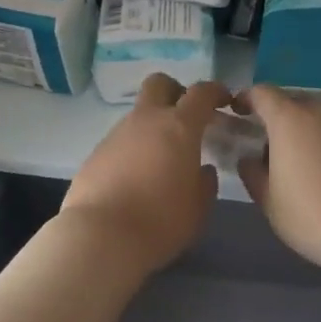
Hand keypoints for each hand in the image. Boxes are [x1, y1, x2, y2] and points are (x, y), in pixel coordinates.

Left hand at [57, 76, 231, 279]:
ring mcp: (117, 134)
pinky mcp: (95, 153)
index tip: (225, 100)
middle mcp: (146, 120)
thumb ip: (205, 183)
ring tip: (160, 160)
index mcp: (179, 127)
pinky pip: (120, 140)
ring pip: (138, 114)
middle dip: (175, 91)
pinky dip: (132, 150)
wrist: (100, 237)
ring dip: (152, 126)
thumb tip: (202, 170)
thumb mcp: (198, 208)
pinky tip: (135, 178)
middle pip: (159, 83)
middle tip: (186, 116)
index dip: (216, 91)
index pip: (201, 93)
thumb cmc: (161, 221)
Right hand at [237, 85, 320, 276]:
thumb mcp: (270, 202)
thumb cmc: (315, 217)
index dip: (247, 100)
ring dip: (312, 133)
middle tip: (275, 152)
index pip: (262, 93)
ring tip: (311, 167)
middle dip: (281, 121)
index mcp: (290, 120)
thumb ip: (252, 173)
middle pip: (295, 104)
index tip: (240, 113)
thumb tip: (249, 159)